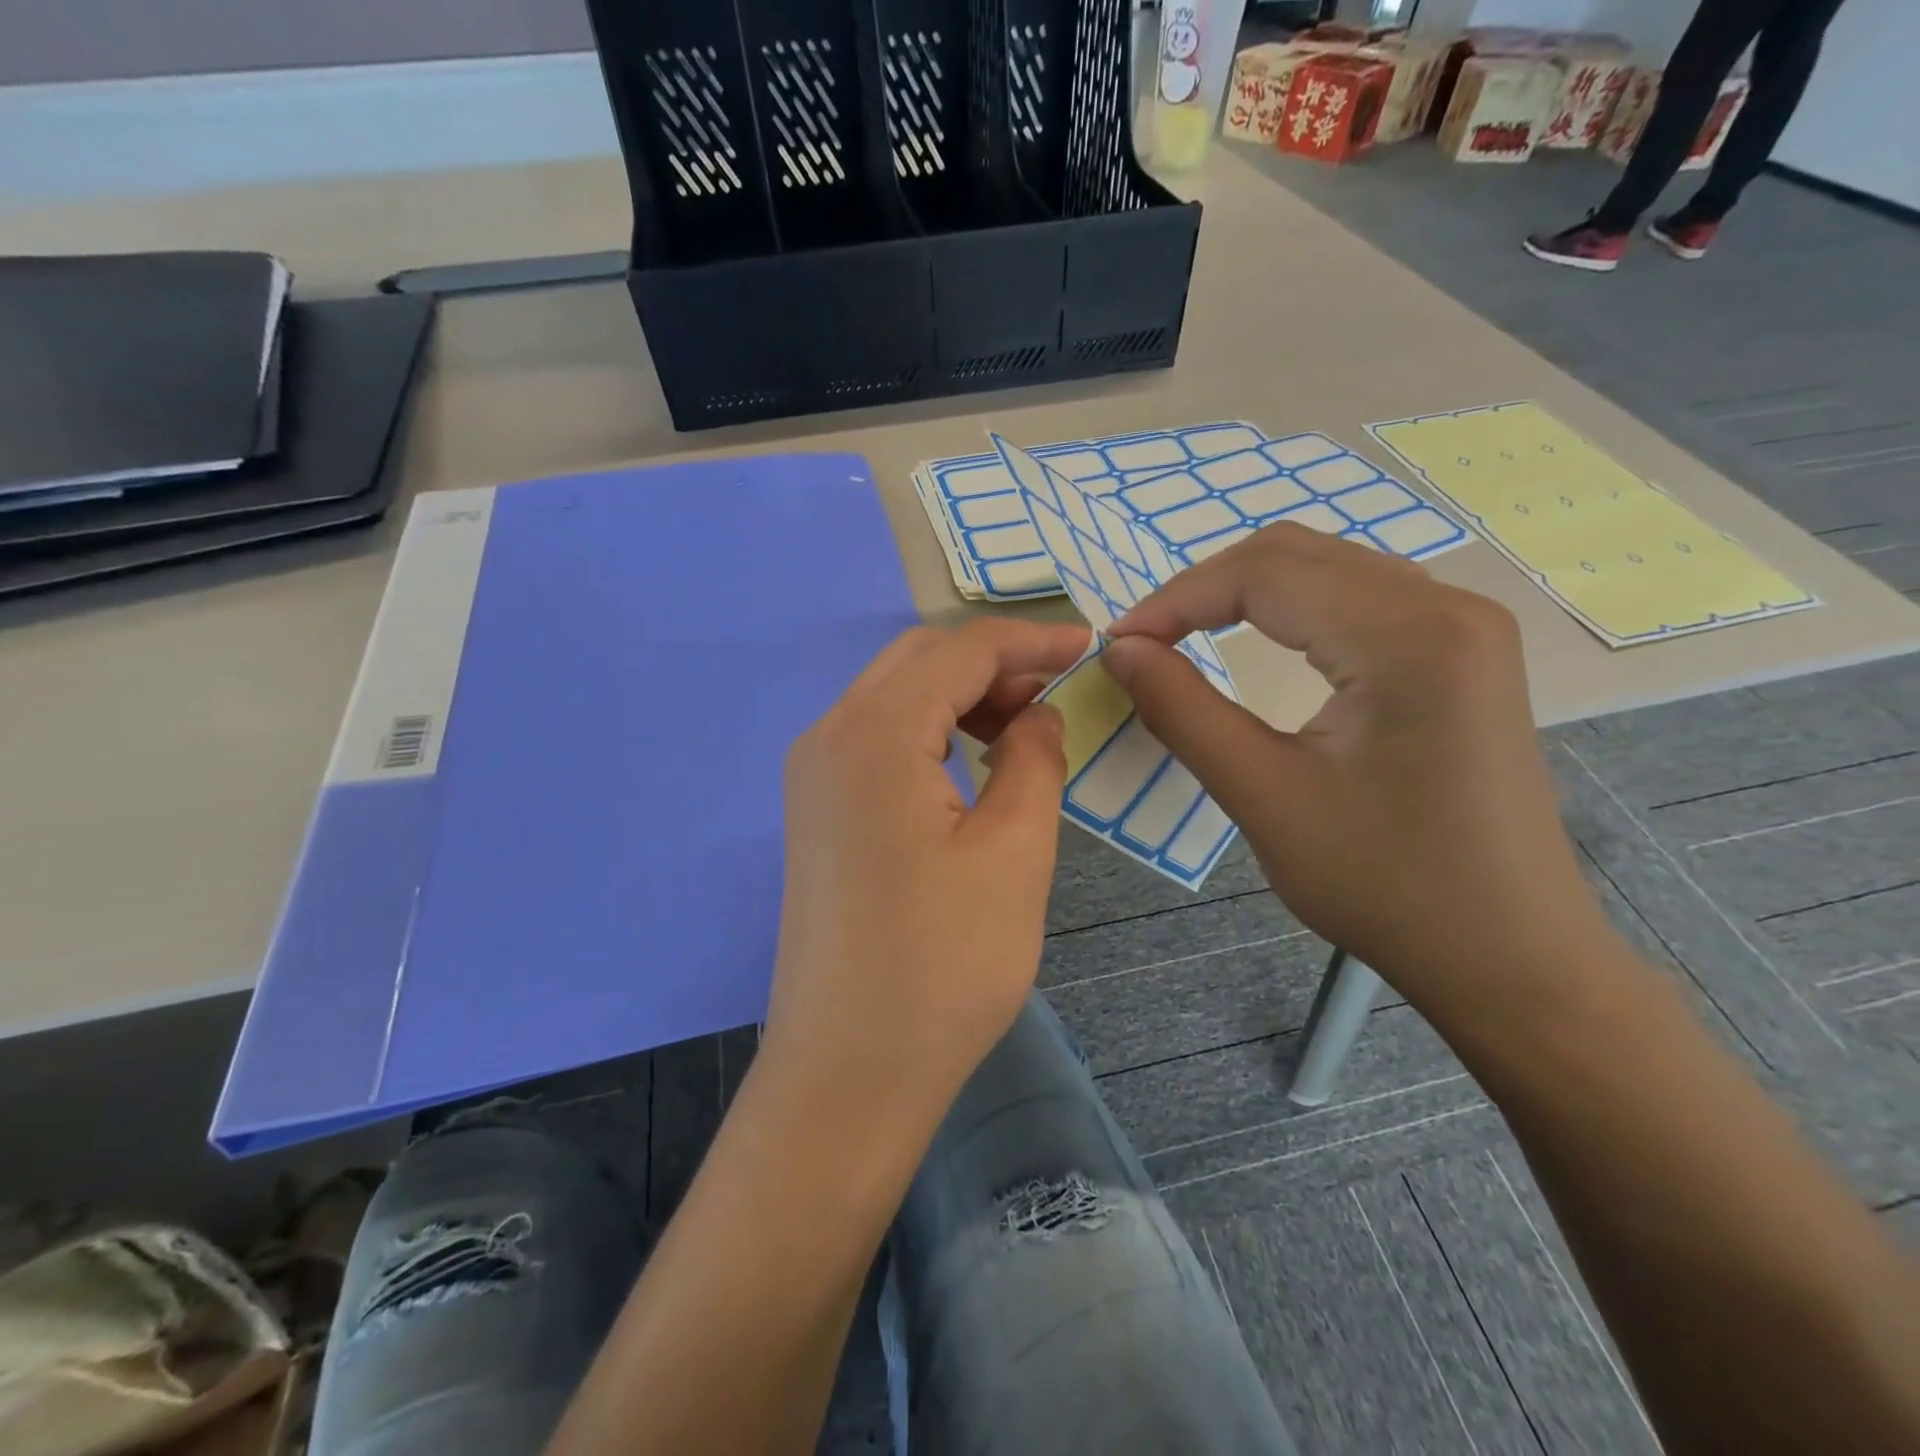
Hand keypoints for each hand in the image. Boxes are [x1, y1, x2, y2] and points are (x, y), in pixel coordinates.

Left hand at [764, 618, 1090, 1124]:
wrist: (849, 1071)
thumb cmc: (942, 966)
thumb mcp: (1014, 853)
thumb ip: (1033, 759)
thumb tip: (1038, 713)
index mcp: (873, 734)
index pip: (958, 650)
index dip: (1029, 639)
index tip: (1088, 644)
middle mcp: (829, 736)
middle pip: (918, 661)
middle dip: (993, 662)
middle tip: (1057, 690)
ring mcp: (814, 775)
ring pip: (895, 696)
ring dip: (960, 694)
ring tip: (1024, 725)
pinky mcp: (818, 811)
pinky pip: (879, 739)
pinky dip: (931, 730)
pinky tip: (973, 761)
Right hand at [1103, 525, 1616, 1036]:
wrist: (1508, 956)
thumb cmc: (1384, 885)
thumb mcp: (1262, 795)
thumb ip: (1181, 710)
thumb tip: (1119, 650)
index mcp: (1409, 637)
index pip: (1264, 574)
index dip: (1176, 600)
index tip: (1117, 645)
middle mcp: (1448, 606)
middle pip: (1296, 554)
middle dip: (1204, 589)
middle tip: (1143, 642)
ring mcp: (1465, 625)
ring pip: (1326, 568)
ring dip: (1244, 593)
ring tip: (1183, 638)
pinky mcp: (1463, 651)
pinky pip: (1359, 597)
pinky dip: (1290, 609)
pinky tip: (1259, 639)